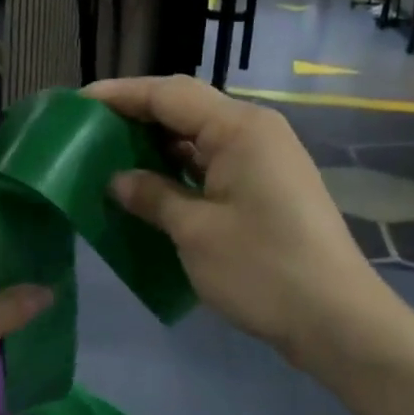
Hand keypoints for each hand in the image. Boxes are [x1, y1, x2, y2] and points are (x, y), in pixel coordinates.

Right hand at [85, 76, 397, 361]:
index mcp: (239, 128)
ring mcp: (265, 160)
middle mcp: (255, 132)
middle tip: (88, 132)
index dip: (120, 95)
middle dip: (137, 116)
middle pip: (186, 109)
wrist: (336, 320)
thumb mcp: (195, 232)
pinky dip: (180, 170)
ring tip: (110, 156)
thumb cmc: (262, 269)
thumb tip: (117, 179)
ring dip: (157, 145)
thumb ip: (152, 196)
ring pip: (199, 138)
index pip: (169, 94)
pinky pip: (213, 164)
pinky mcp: (267, 188)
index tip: (77, 103)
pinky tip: (150, 187)